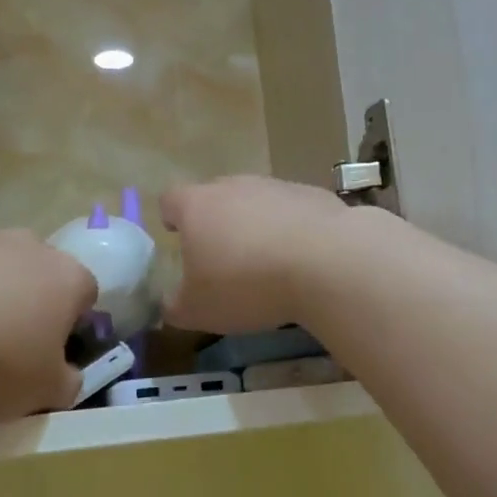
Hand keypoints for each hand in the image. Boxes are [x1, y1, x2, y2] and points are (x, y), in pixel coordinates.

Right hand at [160, 176, 356, 334]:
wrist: (326, 262)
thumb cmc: (247, 285)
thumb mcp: (199, 311)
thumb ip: (176, 306)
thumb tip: (169, 304)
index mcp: (197, 206)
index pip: (171, 199)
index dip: (171, 217)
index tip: (177, 235)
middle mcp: (234, 186)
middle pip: (216, 196)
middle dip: (216, 221)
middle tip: (222, 255)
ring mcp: (277, 186)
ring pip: (257, 201)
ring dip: (257, 225)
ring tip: (266, 261)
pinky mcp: (314, 195)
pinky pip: (293, 210)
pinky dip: (292, 229)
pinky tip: (303, 258)